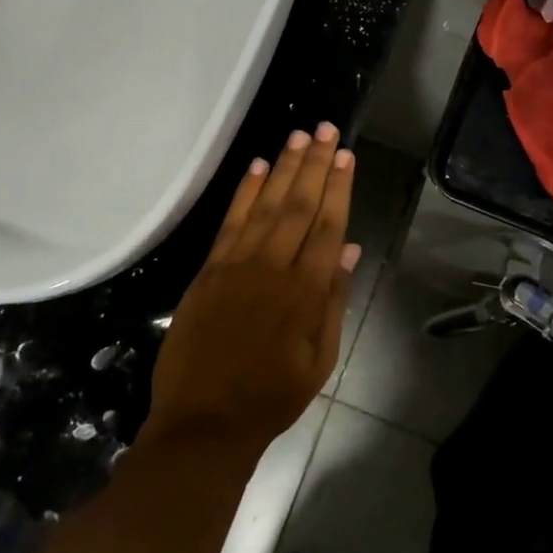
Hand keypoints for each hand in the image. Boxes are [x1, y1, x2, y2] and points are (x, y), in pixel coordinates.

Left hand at [142, 125, 359, 459]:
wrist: (204, 423)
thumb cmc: (270, 397)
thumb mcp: (319, 361)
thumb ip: (333, 301)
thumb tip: (348, 250)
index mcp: (305, 293)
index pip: (327, 228)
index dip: (338, 189)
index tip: (346, 156)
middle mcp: (272, 269)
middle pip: (298, 207)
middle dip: (314, 165)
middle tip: (326, 129)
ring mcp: (236, 266)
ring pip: (265, 206)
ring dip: (284, 168)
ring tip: (299, 135)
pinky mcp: (207, 271)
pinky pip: (229, 223)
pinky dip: (244, 192)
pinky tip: (258, 167)